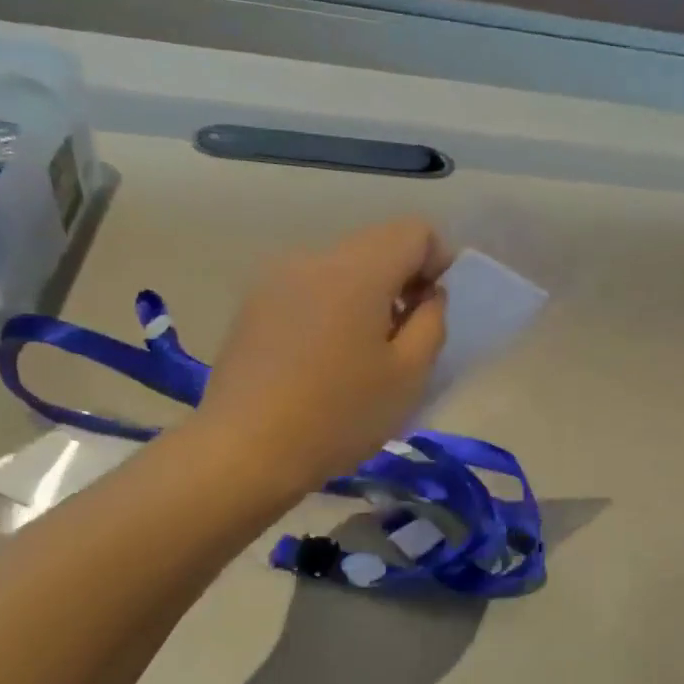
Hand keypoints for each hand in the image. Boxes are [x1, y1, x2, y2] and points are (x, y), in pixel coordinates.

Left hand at [198, 218, 451, 491]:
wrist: (244, 451)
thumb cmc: (340, 415)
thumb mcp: (410, 375)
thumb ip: (432, 322)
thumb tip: (428, 295)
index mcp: (357, 270)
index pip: (414, 232)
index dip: (440, 262)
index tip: (436, 309)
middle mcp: (314, 259)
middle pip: (376, 246)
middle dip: (403, 281)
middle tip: (407, 337)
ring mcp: (276, 280)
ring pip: (341, 269)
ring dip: (367, 297)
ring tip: (364, 354)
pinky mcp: (253, 307)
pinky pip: (310, 290)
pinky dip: (332, 309)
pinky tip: (324, 361)